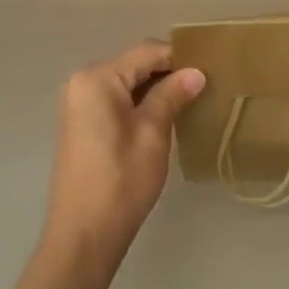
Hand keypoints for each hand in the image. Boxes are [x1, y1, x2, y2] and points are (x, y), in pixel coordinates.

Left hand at [40, 41, 204, 272]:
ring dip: (154, 89)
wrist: (83, 237)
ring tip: (189, 101)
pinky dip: (138, 103)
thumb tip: (196, 72)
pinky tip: (162, 117)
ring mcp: (78, 102)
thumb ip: (172, 95)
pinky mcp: (80, 122)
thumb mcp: (153, 134)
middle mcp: (82, 81)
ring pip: (126, 82)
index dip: (179, 57)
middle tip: (203, 86)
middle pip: (134, 64)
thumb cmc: (121, 182)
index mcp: (98, 78)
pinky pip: (114, 99)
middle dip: (168, 72)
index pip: (147, 51)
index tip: (210, 68)